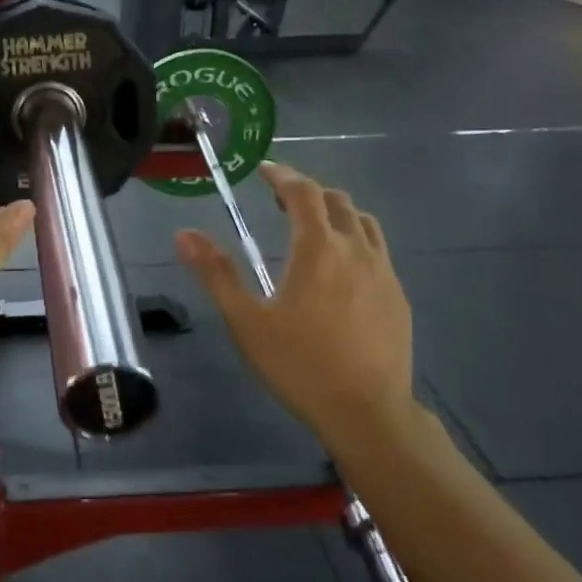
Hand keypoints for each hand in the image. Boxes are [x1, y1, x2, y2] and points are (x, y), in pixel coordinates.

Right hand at [175, 163, 415, 449]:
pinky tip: (341, 270)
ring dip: (335, 213)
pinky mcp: (398, 296)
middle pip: (336, 201)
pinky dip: (355, 241)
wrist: (367, 411)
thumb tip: (184, 234)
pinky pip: (377, 251)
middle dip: (307, 192)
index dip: (282, 175)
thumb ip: (216, 274)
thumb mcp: (246, 321)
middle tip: (280, 202)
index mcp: (318, 249)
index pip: (303, 193)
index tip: (264, 170)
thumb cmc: (299, 365)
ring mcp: (384, 272)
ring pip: (363, 222)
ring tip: (313, 228)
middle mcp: (356, 250)